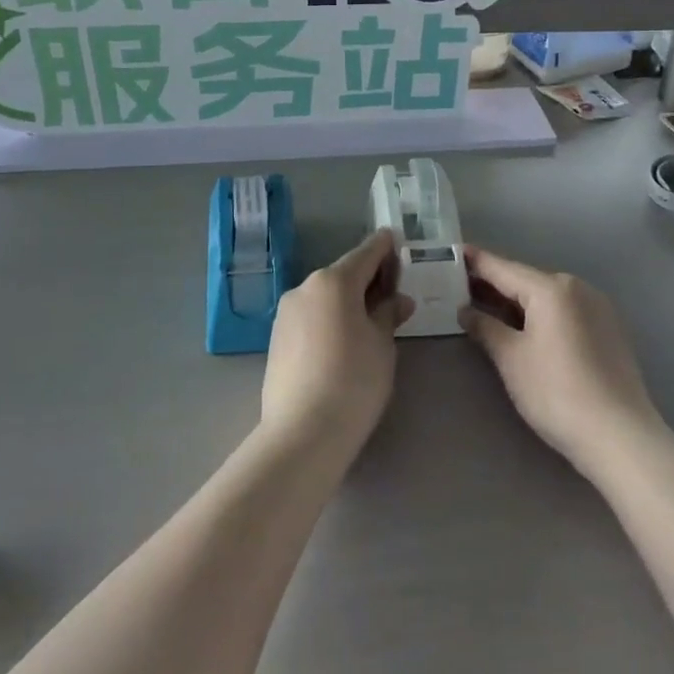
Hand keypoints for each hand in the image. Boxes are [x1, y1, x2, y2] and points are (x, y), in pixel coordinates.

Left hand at [261, 229, 411, 453]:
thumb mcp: (382, 344)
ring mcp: (286, 312)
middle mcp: (305, 287)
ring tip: (370, 321)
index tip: (396, 241)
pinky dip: (329, 318)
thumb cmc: (354, 380)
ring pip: (325, 296)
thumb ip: (388, 313)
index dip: (384, 247)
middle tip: (393, 291)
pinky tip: (342, 341)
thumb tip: (397, 299)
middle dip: (368, 278)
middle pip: (343, 274)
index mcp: (334, 281)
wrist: (303, 432)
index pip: (366, 253)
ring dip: (347, 300)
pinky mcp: (276, 338)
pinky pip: (310, 316)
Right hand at [461, 247, 664, 475]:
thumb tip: (465, 311)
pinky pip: (564, 310)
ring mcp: (597, 307)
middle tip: (461, 286)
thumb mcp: (511, 359)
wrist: (621, 436)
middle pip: (526, 280)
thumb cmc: (556, 393)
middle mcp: (577, 287)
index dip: (476, 261)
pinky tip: (525, 327)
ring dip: (517, 300)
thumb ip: (485, 327)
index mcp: (551, 288)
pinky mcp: (608, 329)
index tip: (454, 252)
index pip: (504, 268)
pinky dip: (541, 313)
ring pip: (546, 296)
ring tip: (487, 306)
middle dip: (495, 284)